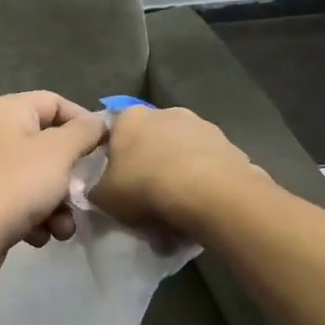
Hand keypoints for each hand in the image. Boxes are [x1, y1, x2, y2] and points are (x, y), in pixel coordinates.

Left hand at [0, 92, 108, 286]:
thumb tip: (99, 121)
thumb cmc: (17, 184)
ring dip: (58, 204)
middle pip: (48, 145)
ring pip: (38, 178)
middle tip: (86, 192)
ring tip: (63, 227)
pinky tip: (40, 235)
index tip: (105, 147)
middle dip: (71, 175)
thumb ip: (85, 131)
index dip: (84, 122)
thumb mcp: (59, 152)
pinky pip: (21, 201)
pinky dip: (36, 217)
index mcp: (7, 110)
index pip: (55, 102)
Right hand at [91, 106, 258, 234]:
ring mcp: (202, 126)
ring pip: (182, 153)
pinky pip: (208, 167)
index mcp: (130, 117)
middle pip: (151, 141)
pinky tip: (201, 208)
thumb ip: (95, 189)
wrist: (208, 194)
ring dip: (178, 174)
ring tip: (178, 211)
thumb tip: (98, 189)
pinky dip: (203, 183)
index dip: (115, 161)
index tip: (118, 185)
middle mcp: (166, 112)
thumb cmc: (145, 187)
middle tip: (147, 200)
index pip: (115, 134)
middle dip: (149, 166)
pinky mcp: (230, 145)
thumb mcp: (103, 197)